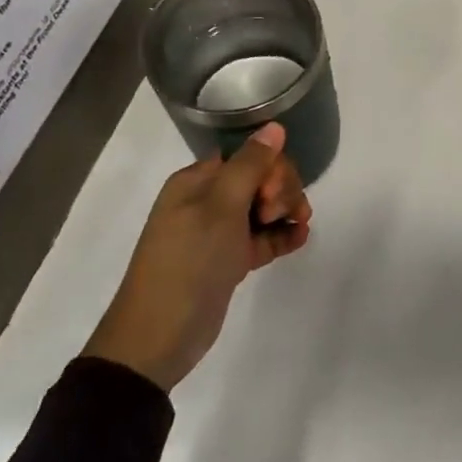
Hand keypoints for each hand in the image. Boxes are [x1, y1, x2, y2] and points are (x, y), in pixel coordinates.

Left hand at [84, 122, 311, 390]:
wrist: (160, 334)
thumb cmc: (189, 261)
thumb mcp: (221, 207)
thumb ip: (251, 164)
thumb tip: (274, 126)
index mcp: (198, 181)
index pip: (248, 156)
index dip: (270, 169)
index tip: (270, 195)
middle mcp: (208, 201)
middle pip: (261, 180)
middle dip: (281, 191)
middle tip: (275, 215)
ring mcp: (220, 233)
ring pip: (266, 208)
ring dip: (287, 211)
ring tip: (298, 228)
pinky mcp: (230, 261)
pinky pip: (264, 238)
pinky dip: (283, 236)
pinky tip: (300, 239)